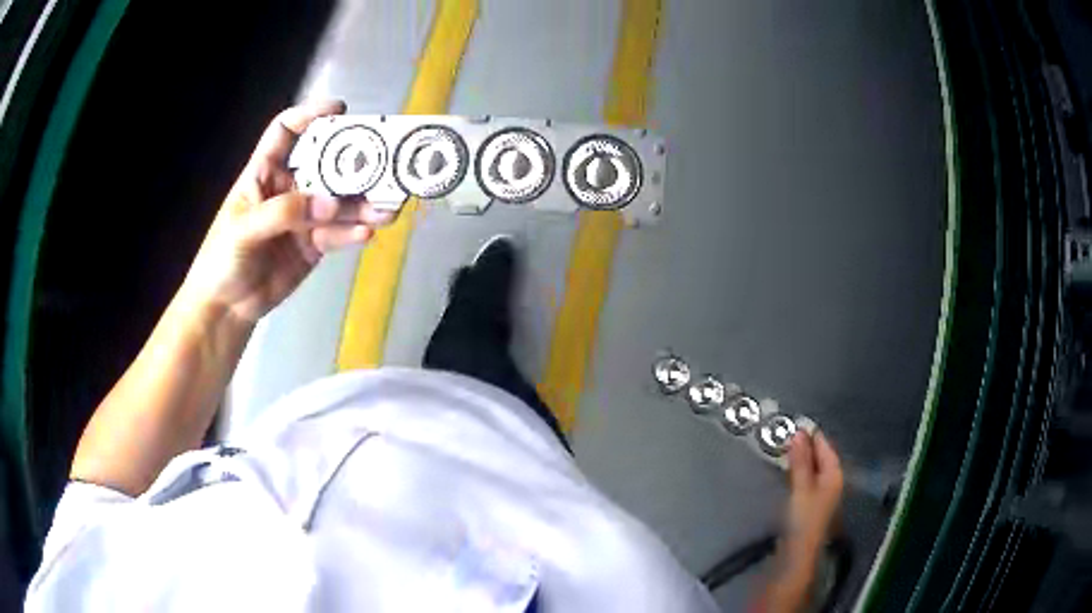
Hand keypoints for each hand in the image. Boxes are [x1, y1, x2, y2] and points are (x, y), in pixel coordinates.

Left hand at [181, 100, 394, 322]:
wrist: (227, 308)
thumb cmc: (222, 260)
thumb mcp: (243, 229)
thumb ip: (284, 212)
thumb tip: (330, 204)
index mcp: (265, 173)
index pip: (286, 132)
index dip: (310, 115)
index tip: (340, 110)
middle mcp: (288, 188)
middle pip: (324, 164)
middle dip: (353, 162)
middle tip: (383, 163)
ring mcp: (303, 217)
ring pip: (338, 201)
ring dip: (363, 203)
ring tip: (387, 207)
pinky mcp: (313, 244)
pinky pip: (338, 233)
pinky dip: (353, 232)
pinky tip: (367, 233)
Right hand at [760, 431, 843, 611]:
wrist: (798, 552)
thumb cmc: (804, 518)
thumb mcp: (802, 487)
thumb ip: (801, 461)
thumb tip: (798, 433)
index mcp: (834, 475)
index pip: (826, 447)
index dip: (812, 435)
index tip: (795, 422)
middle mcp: (832, 482)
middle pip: (821, 457)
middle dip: (806, 446)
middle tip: (786, 434)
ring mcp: (822, 494)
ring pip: (813, 468)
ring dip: (801, 459)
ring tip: (784, 449)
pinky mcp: (810, 503)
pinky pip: (807, 478)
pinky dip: (798, 471)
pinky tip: (788, 471)